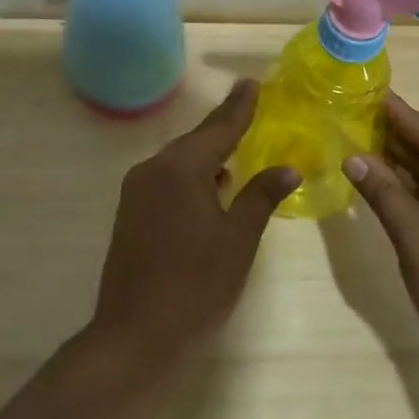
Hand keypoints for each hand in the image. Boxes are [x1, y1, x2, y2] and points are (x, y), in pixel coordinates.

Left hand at [88, 82, 298, 369]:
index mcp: (180, 169)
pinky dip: (192, 178)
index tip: (253, 82)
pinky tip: (211, 188)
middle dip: (224, 128)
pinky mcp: (130, 215)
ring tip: (237, 149)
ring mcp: (136, 193)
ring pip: (180, 163)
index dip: (240, 106)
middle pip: (196, 142)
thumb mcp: (238, 239)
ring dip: (208, 156)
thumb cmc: (195, 286)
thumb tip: (287, 167)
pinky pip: (167, 182)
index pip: (218, 128)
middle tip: (251, 110)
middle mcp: (152, 170)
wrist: (134, 335)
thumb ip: (261, 196)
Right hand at [343, 94, 418, 380]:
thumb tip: (354, 158)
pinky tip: (389, 186)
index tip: (367, 91)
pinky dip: (418, 191)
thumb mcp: (417, 240)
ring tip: (362, 145)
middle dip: (395, 138)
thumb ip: (385, 195)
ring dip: (404, 166)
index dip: (395, 114)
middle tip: (354, 117)